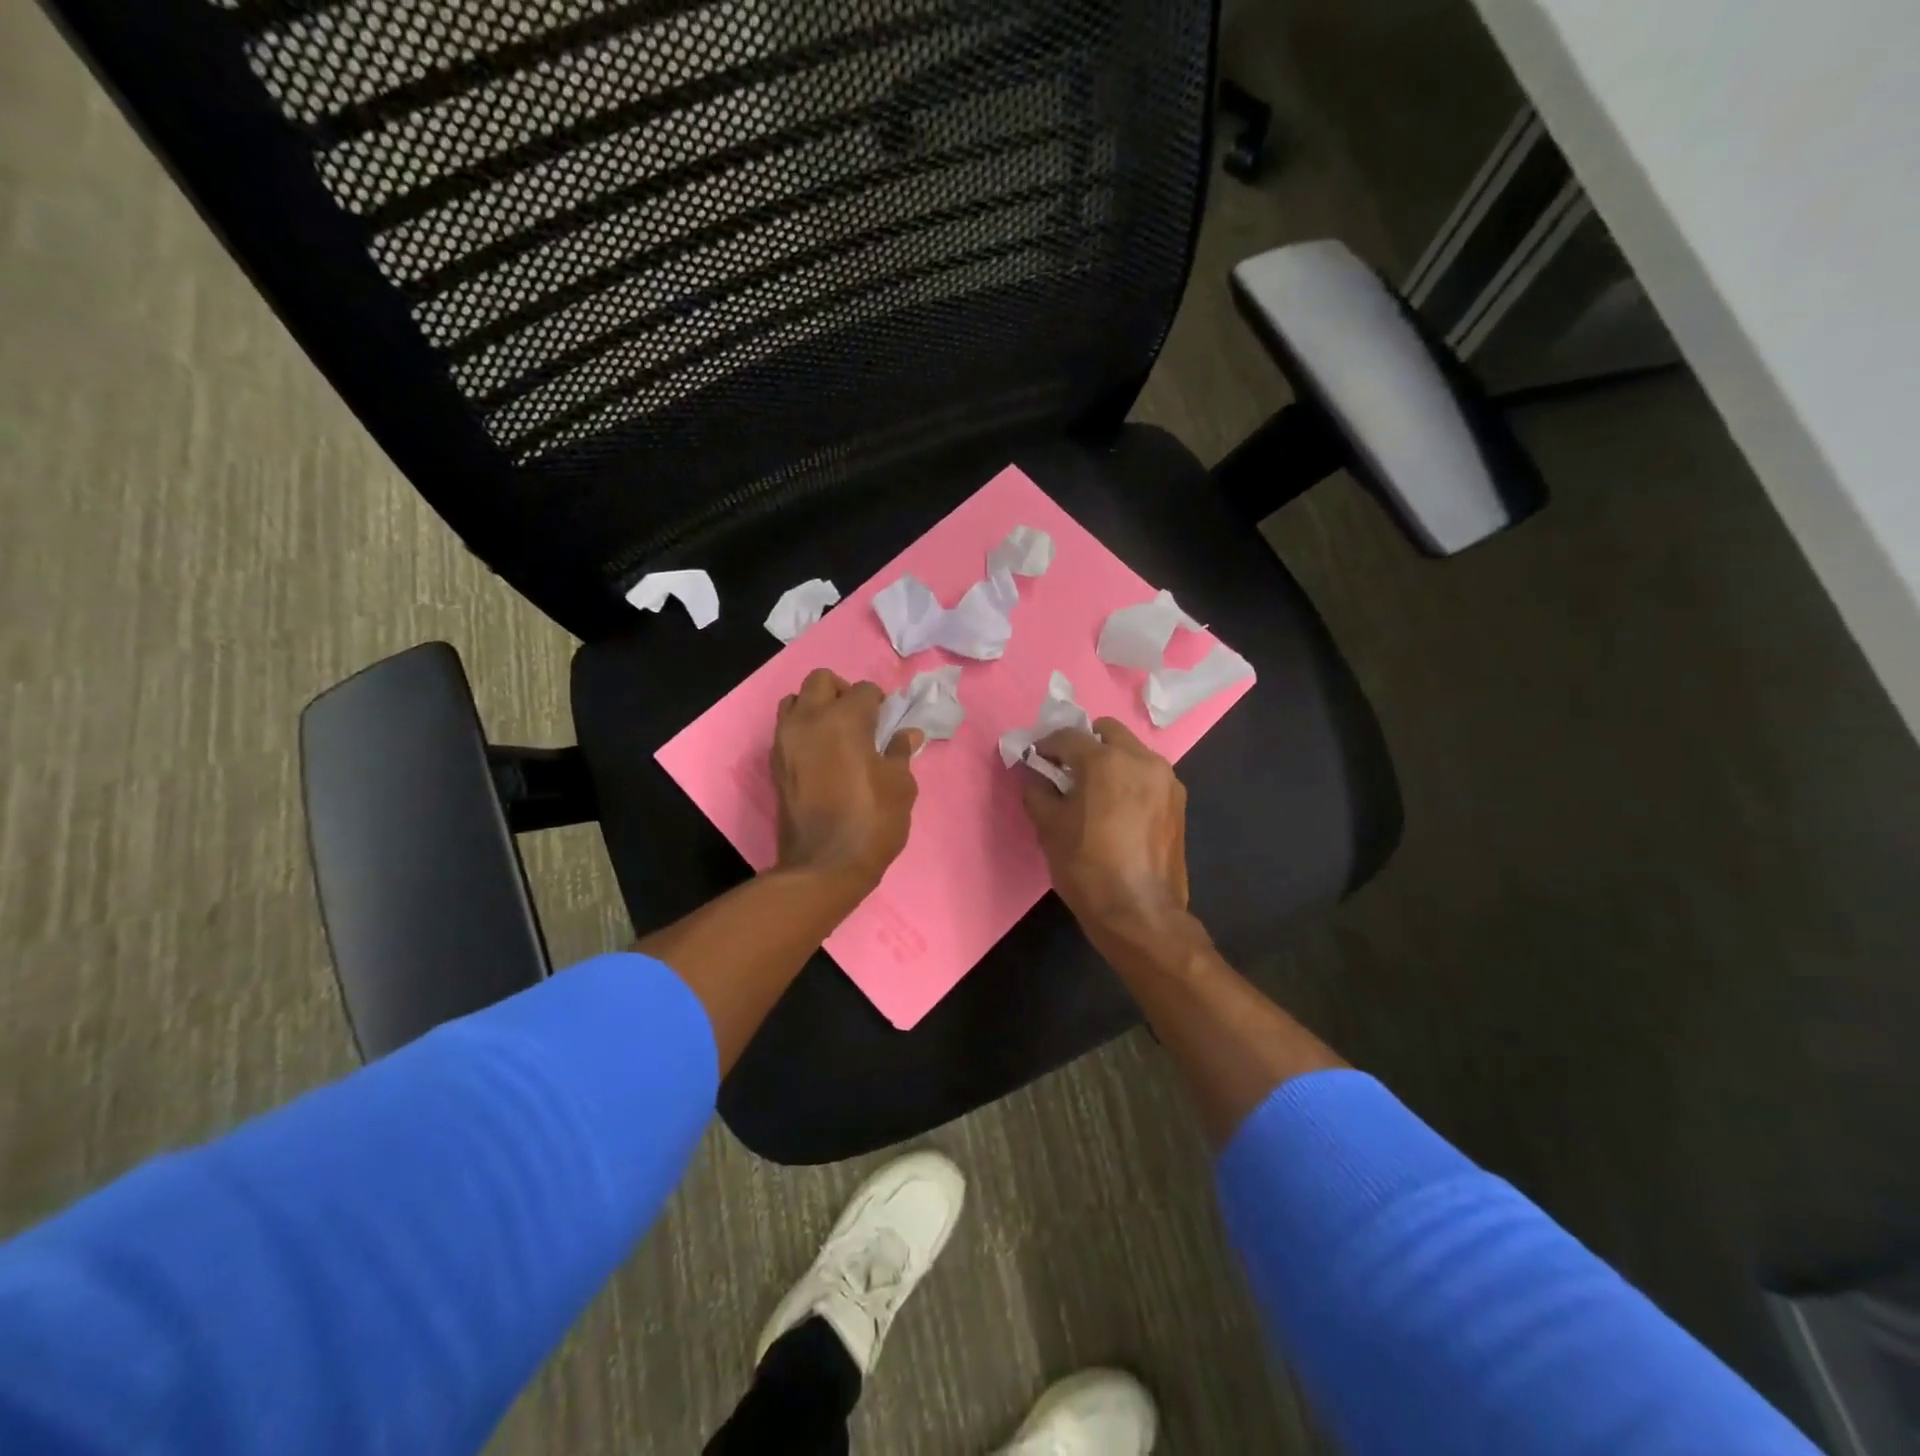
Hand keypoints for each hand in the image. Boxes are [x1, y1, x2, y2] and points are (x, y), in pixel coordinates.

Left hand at [772, 669, 921, 889]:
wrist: (823, 866)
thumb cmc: (871, 821)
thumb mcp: (900, 786)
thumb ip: (900, 752)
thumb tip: (907, 733)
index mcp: (844, 718)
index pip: (864, 690)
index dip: (880, 703)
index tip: (888, 721)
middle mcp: (809, 719)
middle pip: (821, 681)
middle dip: (843, 691)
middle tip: (860, 718)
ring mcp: (786, 741)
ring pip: (795, 701)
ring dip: (816, 707)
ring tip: (836, 734)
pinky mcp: (775, 764)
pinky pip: (786, 729)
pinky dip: (803, 730)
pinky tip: (822, 755)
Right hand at [1020, 720, 1191, 950]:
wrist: (1140, 913)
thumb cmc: (1087, 868)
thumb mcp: (1049, 828)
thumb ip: (1037, 790)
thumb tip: (1034, 774)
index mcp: (1106, 761)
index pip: (1068, 736)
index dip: (1046, 746)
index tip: (1035, 760)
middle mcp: (1141, 759)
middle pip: (1107, 731)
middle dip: (1084, 744)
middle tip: (1067, 771)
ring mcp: (1166, 779)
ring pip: (1131, 751)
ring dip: (1109, 759)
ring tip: (1093, 791)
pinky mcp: (1178, 801)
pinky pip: (1147, 774)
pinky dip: (1129, 778)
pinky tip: (1117, 808)